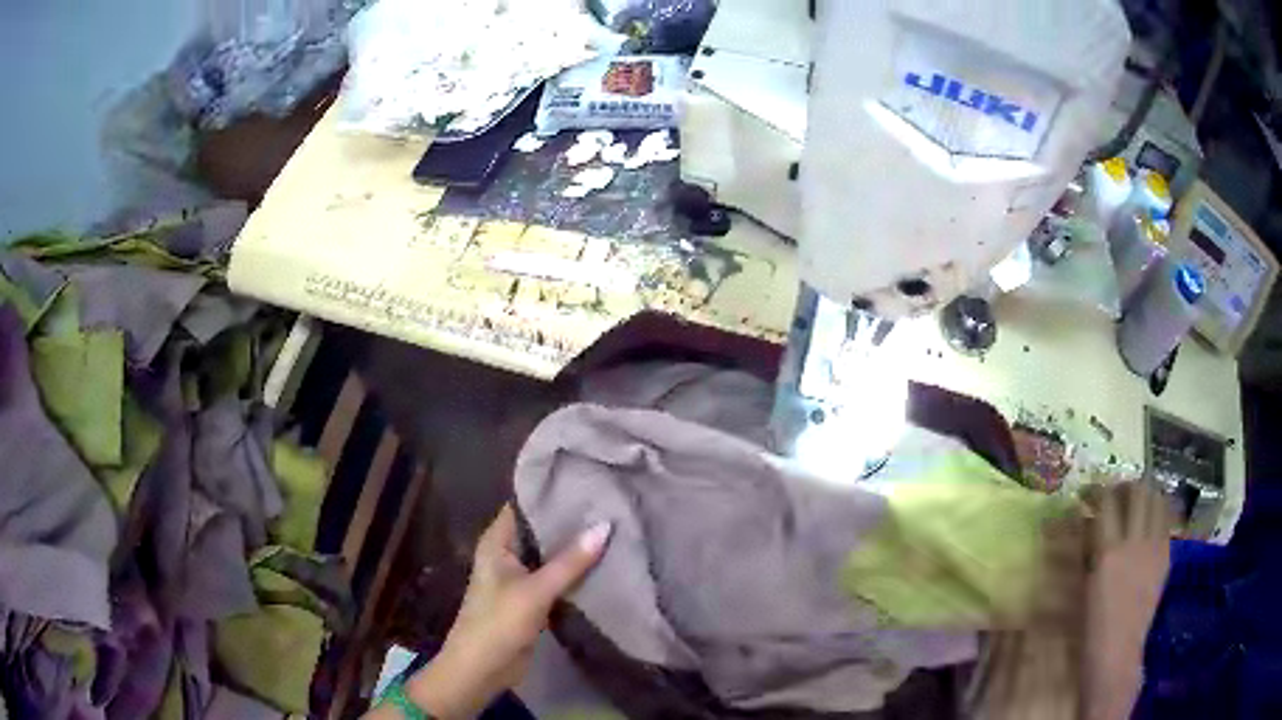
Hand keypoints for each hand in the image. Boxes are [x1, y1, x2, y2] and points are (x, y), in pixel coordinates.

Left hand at [405, 505, 610, 718]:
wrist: (482, 669)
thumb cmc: (498, 622)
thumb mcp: (535, 591)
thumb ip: (570, 561)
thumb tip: (606, 524)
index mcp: (497, 541)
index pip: (524, 505)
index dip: (551, 492)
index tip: (587, 478)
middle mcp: (507, 553)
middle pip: (541, 530)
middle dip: (571, 520)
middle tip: (611, 501)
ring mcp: (520, 577)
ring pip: (551, 555)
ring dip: (575, 548)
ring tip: (615, 525)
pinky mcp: (533, 599)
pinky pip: (557, 578)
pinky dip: (576, 572)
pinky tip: (605, 561)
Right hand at [1081, 482, 1170, 719]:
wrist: (1118, 651)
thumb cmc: (1092, 626)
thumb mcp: (1085, 585)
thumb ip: (1090, 549)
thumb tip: (1088, 520)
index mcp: (1108, 552)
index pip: (1107, 501)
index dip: (1097, 489)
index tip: (1089, 493)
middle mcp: (1135, 542)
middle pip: (1137, 492)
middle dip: (1125, 486)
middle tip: (1115, 495)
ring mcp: (1155, 548)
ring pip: (1157, 500)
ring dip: (1145, 495)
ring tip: (1135, 504)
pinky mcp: (1166, 556)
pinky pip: (1165, 522)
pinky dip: (1157, 514)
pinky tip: (1148, 526)